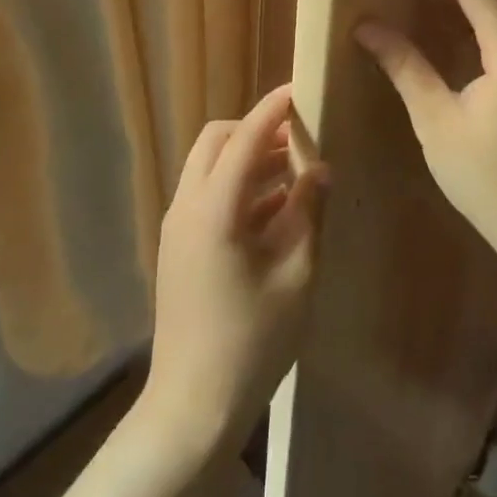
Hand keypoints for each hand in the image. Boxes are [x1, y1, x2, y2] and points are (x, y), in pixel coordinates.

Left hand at [141, 84, 326, 457]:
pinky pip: (208, 196)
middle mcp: (187, 207)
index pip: (244, 138)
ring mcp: (177, 228)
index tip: (300, 89)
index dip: (272, 110)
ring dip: (248, 159)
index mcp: (214, 209)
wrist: (192, 407)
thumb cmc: (252, 341)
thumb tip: (319, 168)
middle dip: (255, 130)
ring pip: (209, 168)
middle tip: (299, 137)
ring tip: (295, 169)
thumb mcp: (296, 274)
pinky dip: (238, 187)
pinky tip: (276, 208)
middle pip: (216, 142)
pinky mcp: (179, 247)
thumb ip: (308, 212)